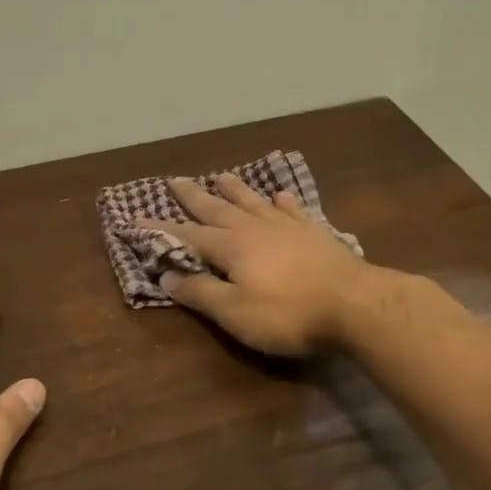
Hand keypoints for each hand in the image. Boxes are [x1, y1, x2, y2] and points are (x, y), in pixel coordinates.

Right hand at [138, 175, 374, 355]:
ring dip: (235, 191)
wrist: (355, 304)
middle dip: (194, 197)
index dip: (160, 230)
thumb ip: (201, 293)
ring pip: (254, 203)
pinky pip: (292, 210)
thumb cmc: (288, 314)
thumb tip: (167, 275)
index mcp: (231, 247)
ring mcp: (288, 227)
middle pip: (219, 209)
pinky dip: (282, 202)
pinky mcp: (315, 233)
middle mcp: (255, 228)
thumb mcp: (235, 312)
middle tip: (175, 181)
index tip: (135, 219)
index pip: (187, 236)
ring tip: (221, 176)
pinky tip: (280, 196)